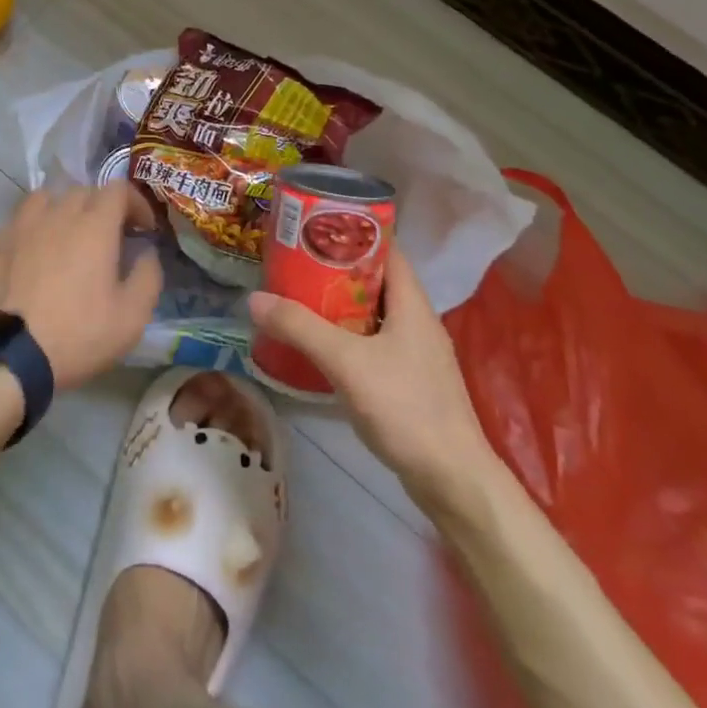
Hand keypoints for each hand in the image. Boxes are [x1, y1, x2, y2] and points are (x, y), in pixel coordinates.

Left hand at [0, 184, 161, 389]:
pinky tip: (37, 252)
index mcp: (94, 225)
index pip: (118, 188)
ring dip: (65, 210)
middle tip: (110, 238)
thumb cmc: (76, 335)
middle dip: (103, 207)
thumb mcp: (131, 317)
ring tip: (69, 237)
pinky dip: (37, 226)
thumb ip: (148, 276)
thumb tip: (146, 253)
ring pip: (48, 198)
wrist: (5, 356)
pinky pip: (22, 218)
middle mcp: (57, 214)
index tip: (142, 229)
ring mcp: (22, 225)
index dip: (136, 203)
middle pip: (84, 191)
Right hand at [248, 242, 499, 511]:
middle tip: (293, 263)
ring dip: (338, 305)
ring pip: (371, 314)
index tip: (313, 228)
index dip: (353, 233)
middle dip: (335, 270)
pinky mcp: (408, 381)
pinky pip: (372, 343)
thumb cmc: (406, 408)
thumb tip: (254, 298)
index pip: (386, 249)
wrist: (452, 480)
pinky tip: (318, 346)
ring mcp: (415, 353)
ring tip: (296, 298)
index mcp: (413, 303)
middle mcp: (417, 320)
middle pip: (374, 281)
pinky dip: (345, 336)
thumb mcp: (346, 362)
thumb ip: (300, 328)